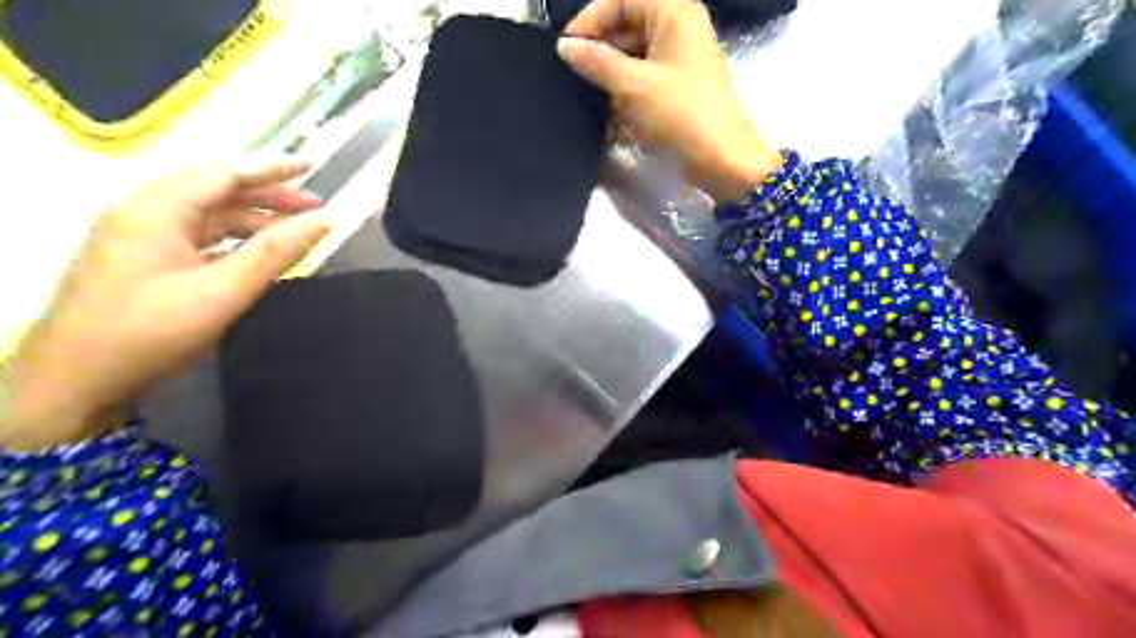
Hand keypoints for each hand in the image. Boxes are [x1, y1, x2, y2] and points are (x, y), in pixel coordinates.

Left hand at [1, 157, 330, 451]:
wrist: (76, 380)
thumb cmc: (153, 330)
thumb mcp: (224, 290)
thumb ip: (276, 252)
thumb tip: (325, 221)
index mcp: (158, 207)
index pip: (225, 172)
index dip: (272, 168)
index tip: (312, 165)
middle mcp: (145, 210)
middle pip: (216, 189)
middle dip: (268, 194)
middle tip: (314, 205)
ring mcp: (140, 234)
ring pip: (207, 213)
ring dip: (253, 217)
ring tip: (293, 229)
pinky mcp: (141, 257)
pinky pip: (197, 234)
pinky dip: (233, 237)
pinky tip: (256, 251)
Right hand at [557, 1, 781, 197]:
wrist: (722, 159)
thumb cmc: (680, 115)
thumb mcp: (633, 87)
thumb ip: (597, 62)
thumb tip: (564, 46)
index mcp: (674, 11)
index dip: (591, 19)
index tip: (566, 49)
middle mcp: (680, 25)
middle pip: (629, 22)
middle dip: (601, 47)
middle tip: (574, 74)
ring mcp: (682, 56)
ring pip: (636, 51)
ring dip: (612, 70)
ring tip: (589, 93)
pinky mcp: (680, 83)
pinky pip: (646, 73)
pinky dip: (627, 86)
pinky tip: (610, 107)